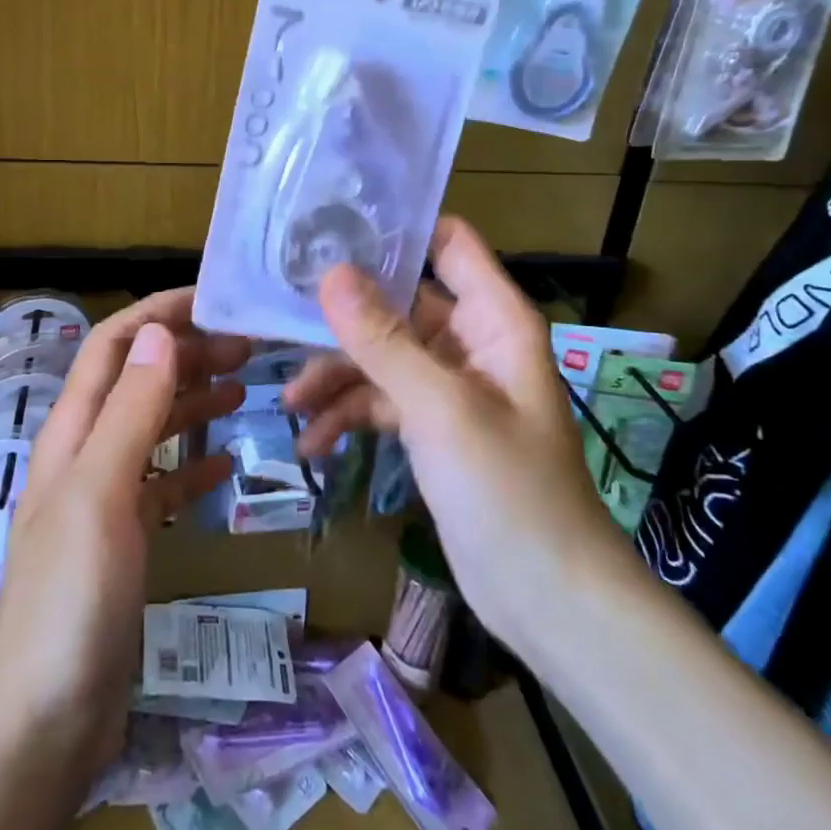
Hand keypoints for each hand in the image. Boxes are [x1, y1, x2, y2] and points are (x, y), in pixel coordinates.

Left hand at [0, 289, 248, 777]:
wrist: (44, 720)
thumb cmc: (71, 598)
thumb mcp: (100, 493)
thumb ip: (129, 412)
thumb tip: (159, 333)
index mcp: (74, 434)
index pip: (112, 347)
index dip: (156, 315)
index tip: (213, 301)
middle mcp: (86, 456)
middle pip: (137, 382)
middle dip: (187, 355)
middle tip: (248, 349)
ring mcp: (105, 501)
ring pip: (153, 429)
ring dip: (193, 402)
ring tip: (245, 391)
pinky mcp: (124, 543)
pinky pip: (163, 484)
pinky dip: (193, 464)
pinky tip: (226, 464)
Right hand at [285, 216, 624, 652]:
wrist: (548, 599)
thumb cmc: (509, 491)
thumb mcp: (441, 409)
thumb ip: (384, 340)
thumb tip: (331, 273)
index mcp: (493, 319)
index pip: (448, 243)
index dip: (397, 230)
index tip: (331, 230)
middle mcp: (472, 342)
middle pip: (399, 304)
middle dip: (344, 317)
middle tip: (282, 321)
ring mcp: (450, 387)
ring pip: (383, 357)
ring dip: (337, 376)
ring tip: (290, 404)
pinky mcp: (432, 428)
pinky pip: (382, 402)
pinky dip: (349, 416)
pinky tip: (313, 442)